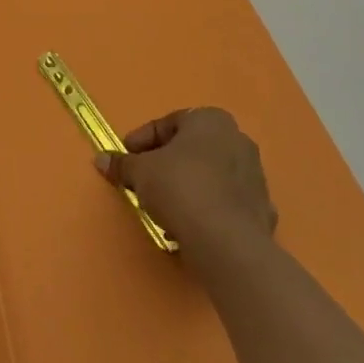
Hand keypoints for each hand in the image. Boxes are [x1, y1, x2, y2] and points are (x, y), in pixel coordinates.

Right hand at [94, 107, 276, 260]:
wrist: (226, 242)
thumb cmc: (180, 188)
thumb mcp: (139, 172)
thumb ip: (121, 164)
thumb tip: (101, 160)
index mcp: (211, 120)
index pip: (168, 124)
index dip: (141, 141)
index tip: (126, 158)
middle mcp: (238, 140)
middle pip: (191, 148)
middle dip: (166, 163)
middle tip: (143, 179)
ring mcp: (255, 176)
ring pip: (210, 175)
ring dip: (186, 185)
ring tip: (163, 206)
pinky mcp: (262, 210)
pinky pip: (225, 202)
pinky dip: (207, 208)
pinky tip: (189, 224)